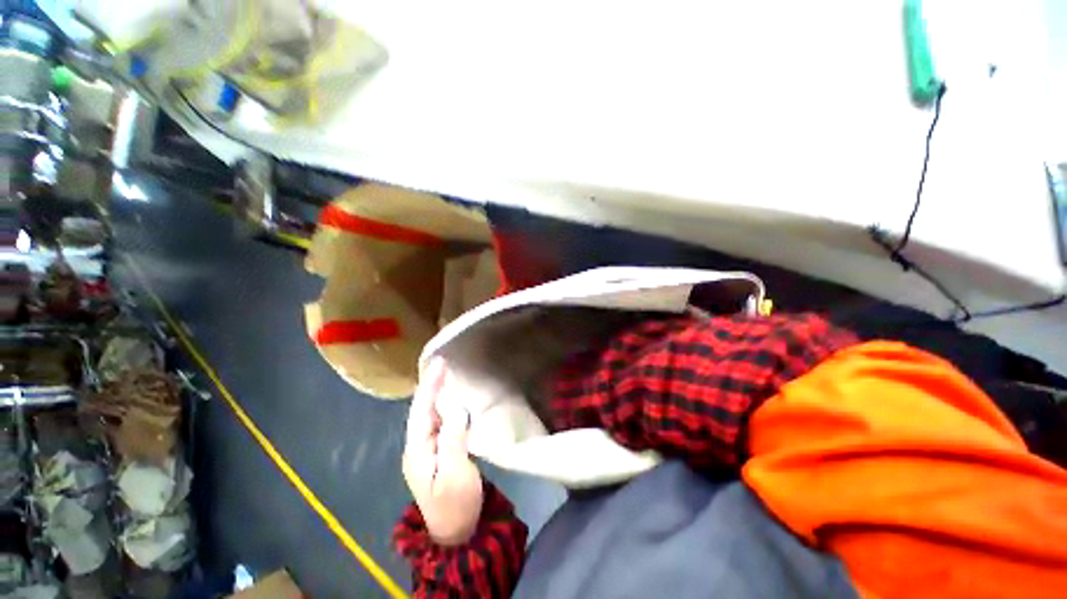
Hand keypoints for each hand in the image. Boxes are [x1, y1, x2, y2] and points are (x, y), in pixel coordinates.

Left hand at [403, 358, 483, 545]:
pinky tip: (454, 398)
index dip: (430, 385)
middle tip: (444, 362)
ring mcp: (429, 449)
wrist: (457, 533)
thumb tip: (456, 406)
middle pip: (423, 409)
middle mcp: (419, 446)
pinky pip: (441, 421)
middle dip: (432, 385)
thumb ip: (453, 439)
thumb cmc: (455, 505)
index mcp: (417, 449)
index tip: (440, 363)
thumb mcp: (454, 474)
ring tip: (447, 374)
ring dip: (438, 392)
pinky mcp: (440, 451)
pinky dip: (446, 405)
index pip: (421, 410)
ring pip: (431, 414)